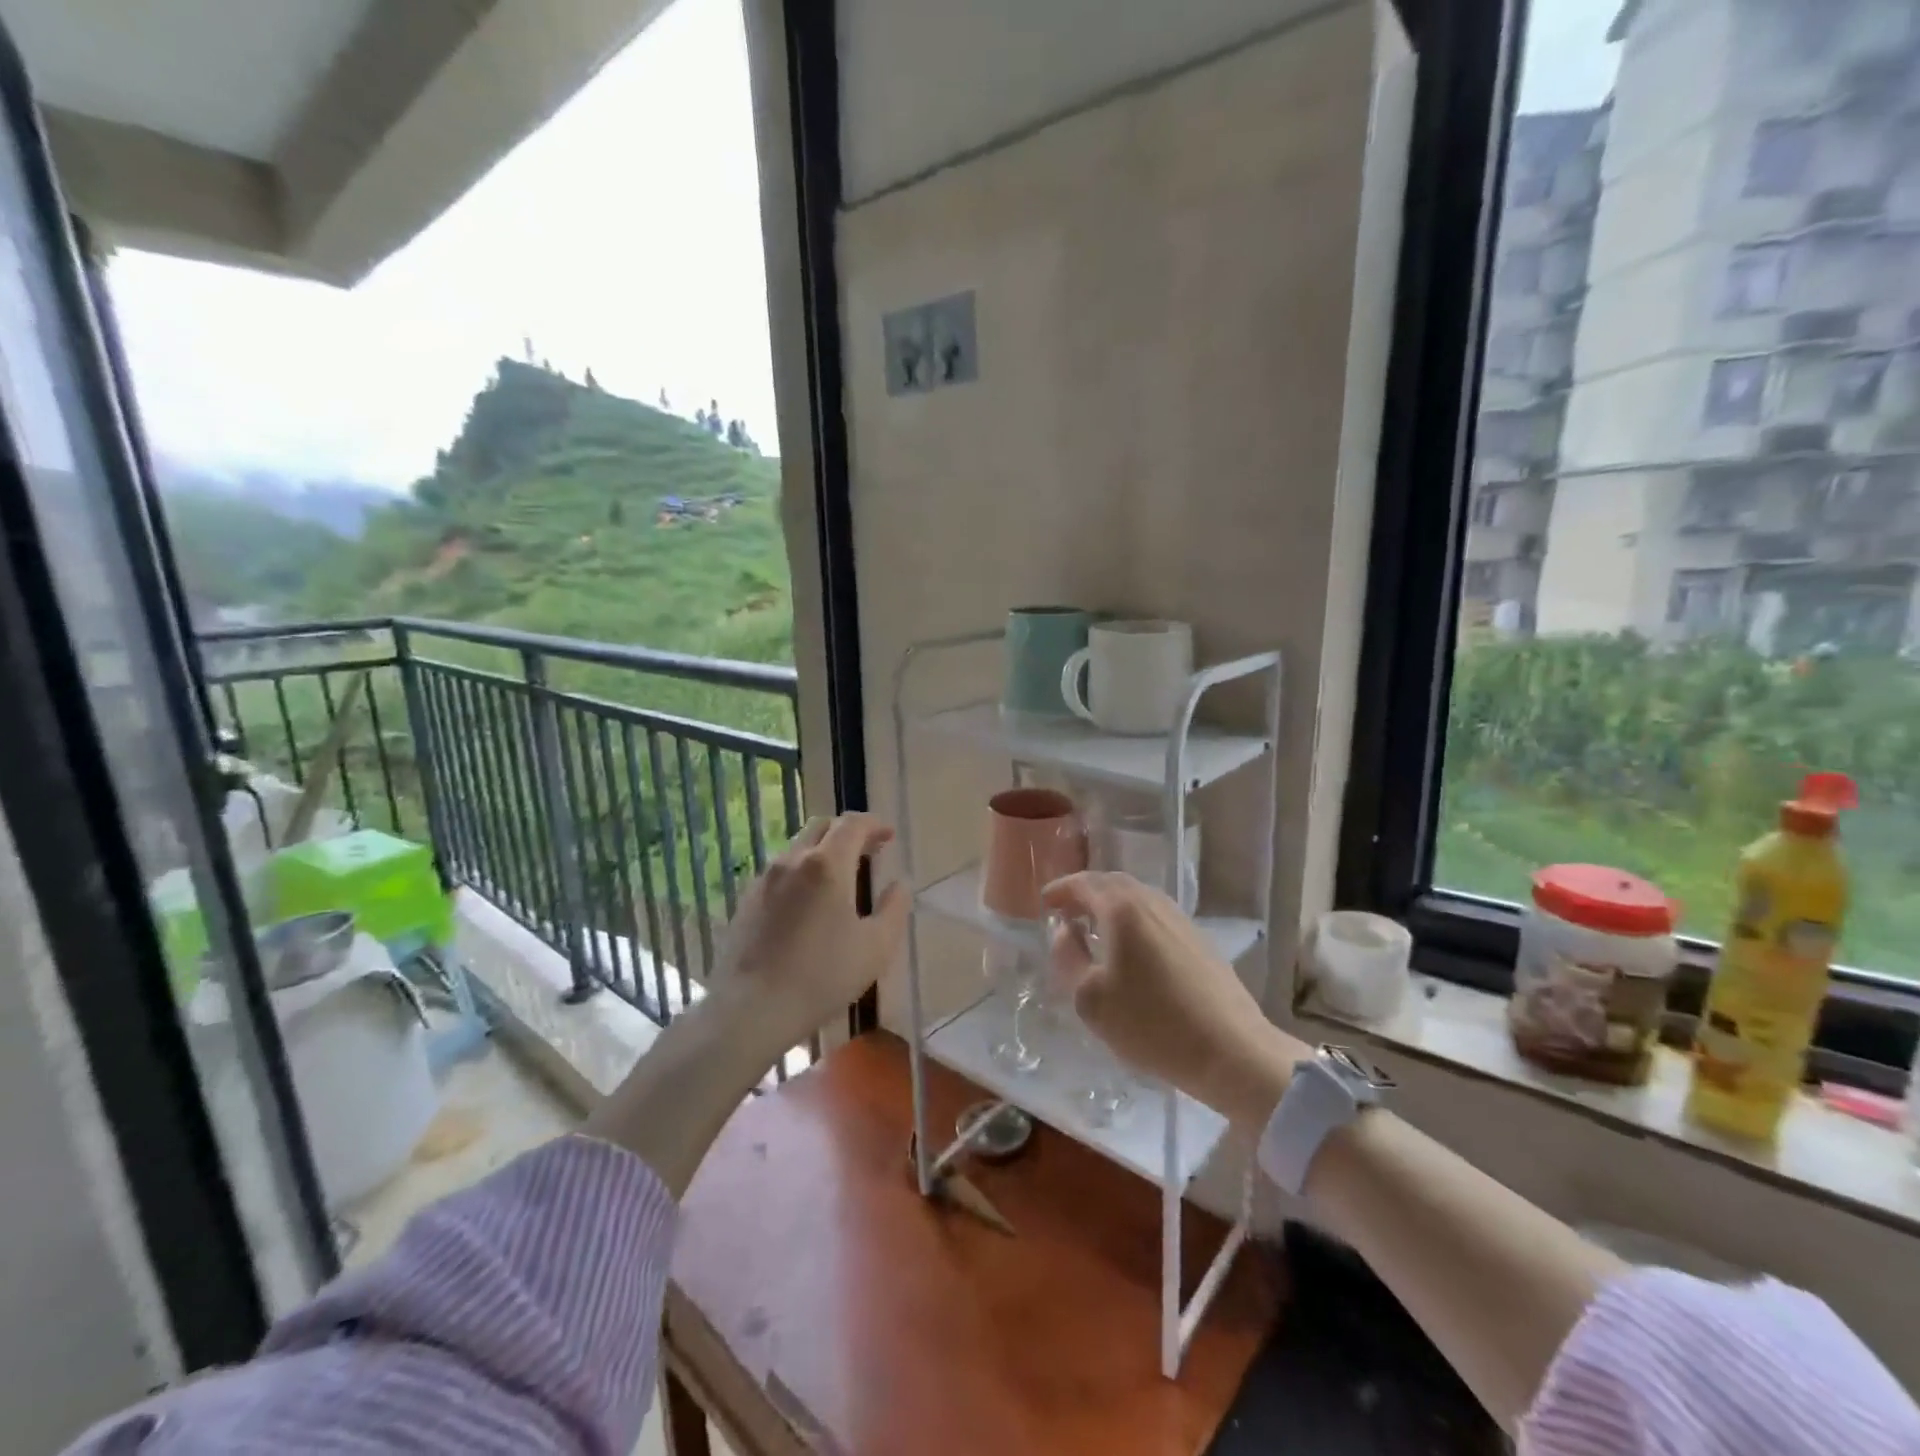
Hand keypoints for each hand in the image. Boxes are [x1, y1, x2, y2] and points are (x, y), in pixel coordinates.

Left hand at [710, 813, 907, 1049]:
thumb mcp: (875, 948)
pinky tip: (809, 903)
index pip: (852, 824)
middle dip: (847, 832)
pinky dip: (802, 872)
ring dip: (823, 852)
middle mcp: (793, 860)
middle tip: (868, 851)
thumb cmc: (821, 976)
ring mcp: (765, 878)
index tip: (888, 836)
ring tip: (840, 878)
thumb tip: (899, 885)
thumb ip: (894, 909)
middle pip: (822, 827)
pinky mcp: (747, 900)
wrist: (750, 1008)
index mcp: (827, 864)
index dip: (873, 824)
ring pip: (798, 848)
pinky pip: (781, 872)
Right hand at [1043, 871, 1309, 1129]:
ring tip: (1094, 928)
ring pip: (1138, 898)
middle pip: (1113, 883)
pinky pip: (1155, 915)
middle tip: (1066, 911)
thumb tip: (1065, 930)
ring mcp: (1180, 918)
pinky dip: (1133, 919)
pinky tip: (1130, 948)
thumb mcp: (1090, 998)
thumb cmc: (1151, 1024)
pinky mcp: (1199, 939)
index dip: (1061, 889)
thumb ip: (1068, 957)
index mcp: (1122, 909)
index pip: (1084, 883)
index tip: (1044, 902)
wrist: (1231, 1050)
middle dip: (1086, 892)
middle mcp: (1152, 902)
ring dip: (1111, 905)